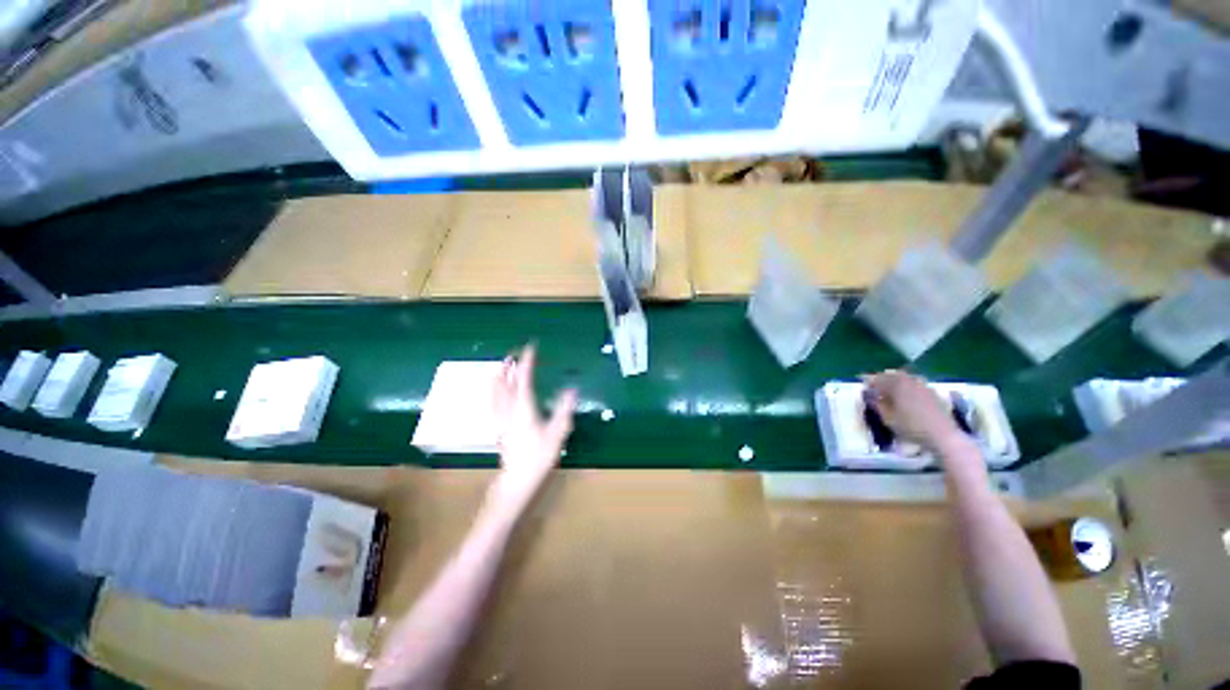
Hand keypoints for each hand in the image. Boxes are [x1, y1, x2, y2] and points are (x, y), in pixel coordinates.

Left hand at [492, 345, 577, 500]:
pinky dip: (496, 389)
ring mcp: (500, 418)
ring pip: (495, 390)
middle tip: (515, 354)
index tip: (531, 348)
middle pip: (504, 381)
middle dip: (509, 366)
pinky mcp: (498, 426)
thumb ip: (564, 409)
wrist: (517, 480)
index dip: (527, 361)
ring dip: (500, 375)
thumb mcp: (557, 432)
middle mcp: (508, 409)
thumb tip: (572, 389)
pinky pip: (494, 400)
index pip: (524, 378)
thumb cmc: (538, 456)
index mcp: (523, 407)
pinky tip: (499, 390)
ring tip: (504, 366)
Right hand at [863, 369, 962, 453]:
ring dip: (894, 383)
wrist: (943, 435)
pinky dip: (906, 387)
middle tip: (874, 387)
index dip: (868, 381)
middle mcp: (909, 380)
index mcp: (896, 384)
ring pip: (904, 379)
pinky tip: (906, 397)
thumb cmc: (911, 426)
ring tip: (889, 392)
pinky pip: (915, 385)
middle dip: (882, 380)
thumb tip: (870, 396)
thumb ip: (877, 405)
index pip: (877, 378)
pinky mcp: (933, 393)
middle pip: (891, 375)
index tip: (862, 385)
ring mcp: (923, 385)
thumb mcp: (888, 418)